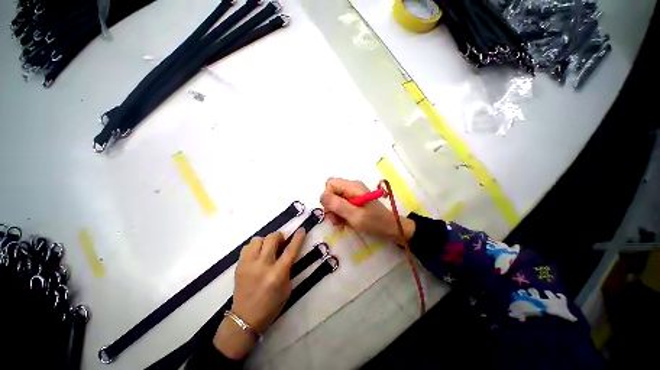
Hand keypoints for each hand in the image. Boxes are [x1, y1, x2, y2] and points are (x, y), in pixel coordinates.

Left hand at [213, 229, 305, 358]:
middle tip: (281, 242)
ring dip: (266, 241)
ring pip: (258, 240)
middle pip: (272, 239)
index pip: (290, 250)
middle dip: (279, 236)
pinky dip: (255, 246)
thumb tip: (288, 253)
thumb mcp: (287, 288)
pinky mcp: (239, 266)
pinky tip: (258, 253)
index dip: (297, 238)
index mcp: (277, 274)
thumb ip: (288, 268)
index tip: (301, 230)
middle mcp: (262, 266)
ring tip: (268, 248)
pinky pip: (247, 247)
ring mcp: (248, 264)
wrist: (245, 319)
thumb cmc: (271, 305)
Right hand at [319, 178, 414, 243]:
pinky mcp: (355, 200)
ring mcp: (353, 193)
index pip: (330, 184)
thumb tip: (322, 196)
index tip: (333, 211)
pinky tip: (344, 222)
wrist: (390, 228)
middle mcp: (352, 187)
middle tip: (336, 220)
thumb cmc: (374, 222)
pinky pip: (341, 204)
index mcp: (352, 187)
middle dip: (331, 206)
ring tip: (341, 223)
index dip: (328, 197)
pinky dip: (340, 213)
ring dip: (335, 212)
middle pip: (332, 191)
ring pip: (335, 199)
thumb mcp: (355, 216)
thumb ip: (338, 205)